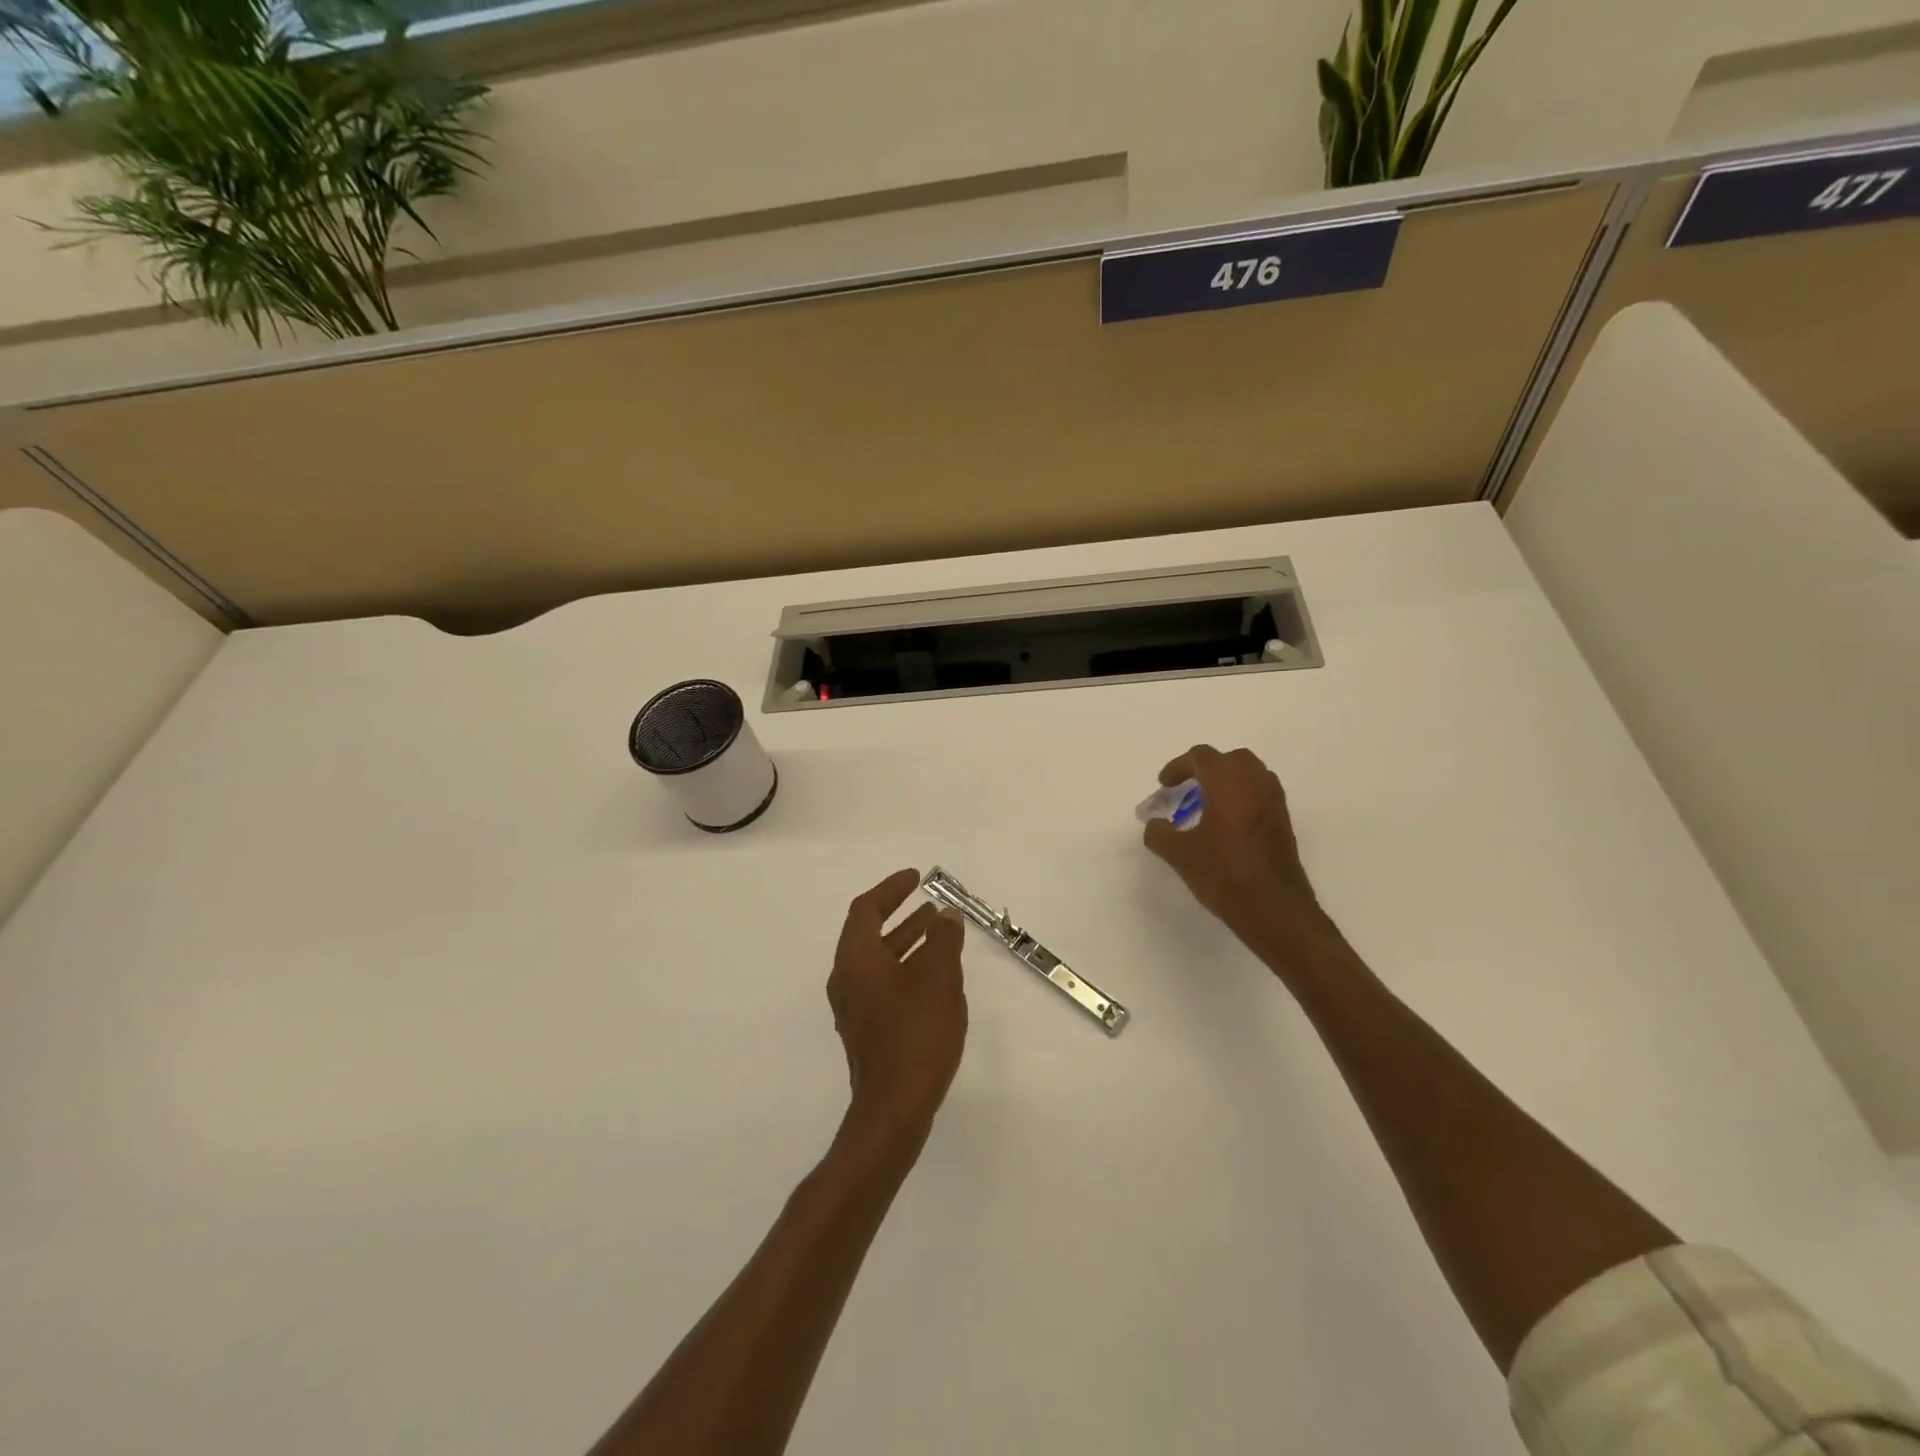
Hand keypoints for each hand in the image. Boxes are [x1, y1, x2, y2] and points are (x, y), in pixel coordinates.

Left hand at [827, 869, 968, 1141]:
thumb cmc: (916, 1032)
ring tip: (939, 934)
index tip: (915, 878)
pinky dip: (906, 970)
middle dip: (901, 916)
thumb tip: (945, 916)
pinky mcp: (867, 1033)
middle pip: (870, 934)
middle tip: (930, 905)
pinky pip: (884, 986)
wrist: (894, 1107)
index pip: (865, 909)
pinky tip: (935, 979)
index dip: (890, 889)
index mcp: (856, 959)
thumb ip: (942, 940)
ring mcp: (854, 1009)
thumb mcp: (938, 977)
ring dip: (907, 943)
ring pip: (879, 962)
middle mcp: (846, 979)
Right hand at [1142, 745, 1324, 941]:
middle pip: (1230, 760)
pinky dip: (1242, 799)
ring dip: (1227, 783)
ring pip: (1250, 776)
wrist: (1274, 909)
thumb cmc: (1224, 874)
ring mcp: (1274, 802)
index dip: (1178, 767)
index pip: (1201, 757)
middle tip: (1187, 790)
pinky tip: (1226, 827)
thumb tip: (1155, 824)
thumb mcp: (1179, 855)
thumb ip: (1160, 833)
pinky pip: (1260, 796)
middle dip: (1206, 769)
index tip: (1164, 785)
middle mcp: (1255, 782)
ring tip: (1206, 807)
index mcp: (1228, 781)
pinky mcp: (1283, 822)